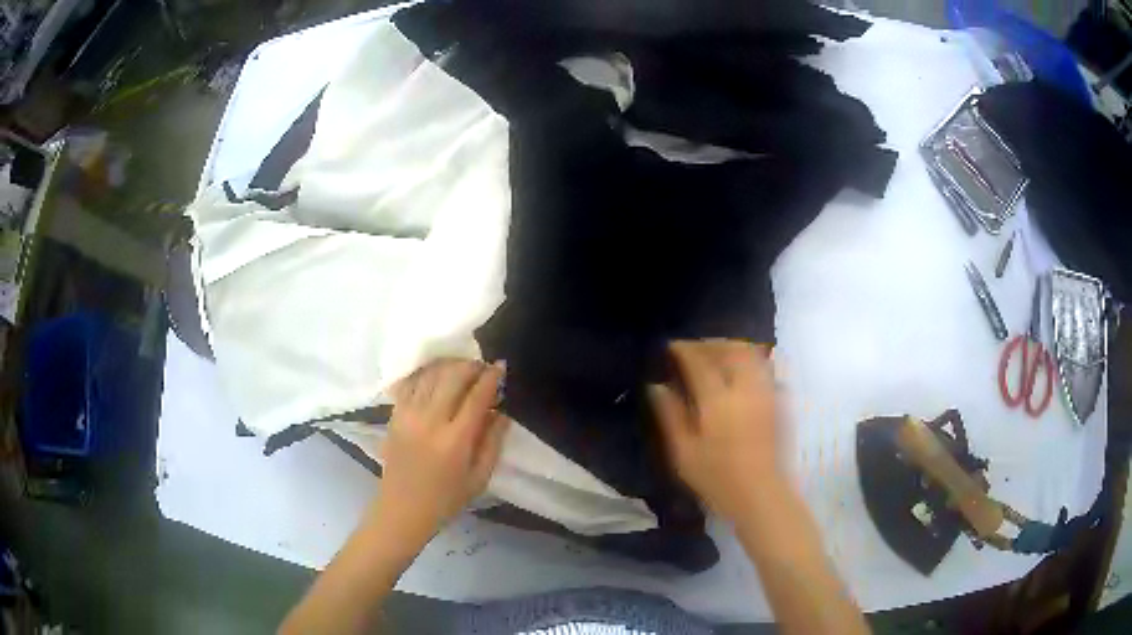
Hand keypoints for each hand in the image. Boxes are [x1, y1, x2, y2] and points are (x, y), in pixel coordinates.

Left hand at [373, 359, 509, 548]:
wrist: (403, 509)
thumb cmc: (446, 499)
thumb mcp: (480, 478)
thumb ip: (493, 442)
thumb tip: (502, 412)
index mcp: (455, 440)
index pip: (477, 397)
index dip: (491, 377)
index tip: (501, 365)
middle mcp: (430, 421)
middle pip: (452, 377)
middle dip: (471, 366)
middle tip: (483, 366)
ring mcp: (408, 415)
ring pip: (430, 375)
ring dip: (449, 365)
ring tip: (462, 367)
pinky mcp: (394, 415)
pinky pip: (410, 383)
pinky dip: (425, 373)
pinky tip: (436, 374)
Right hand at [649, 340, 782, 521]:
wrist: (759, 494)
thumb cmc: (716, 478)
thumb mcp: (683, 452)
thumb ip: (670, 415)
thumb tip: (657, 386)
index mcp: (717, 400)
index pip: (699, 361)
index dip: (683, 349)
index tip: (670, 346)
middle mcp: (744, 388)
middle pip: (729, 349)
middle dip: (710, 344)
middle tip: (694, 349)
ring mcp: (764, 392)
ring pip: (751, 353)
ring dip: (731, 348)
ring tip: (716, 355)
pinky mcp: (777, 401)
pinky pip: (764, 367)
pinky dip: (749, 360)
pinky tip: (739, 372)